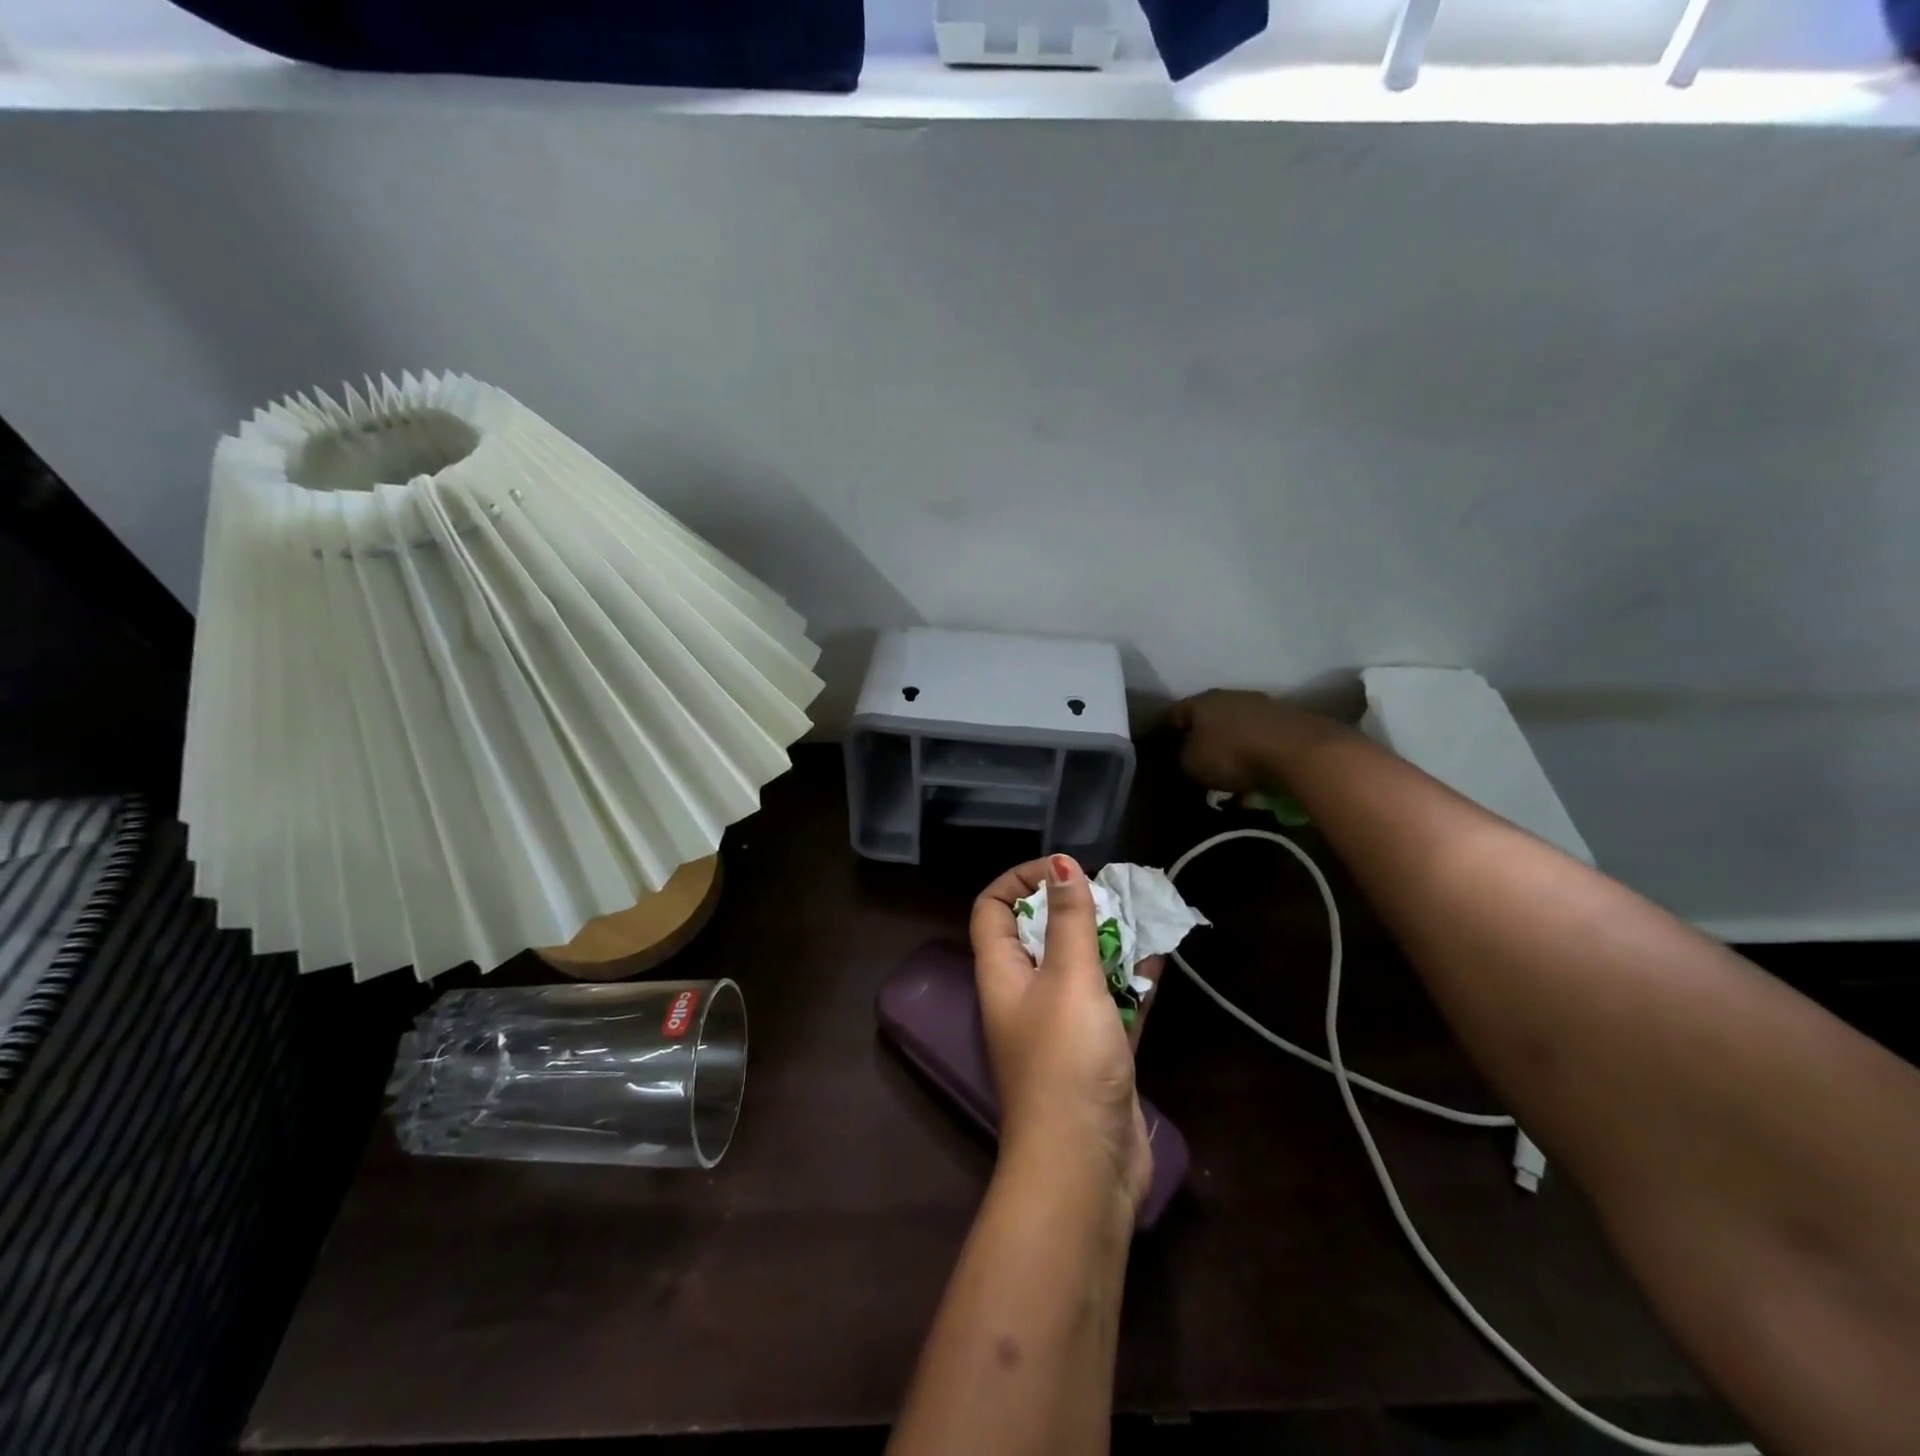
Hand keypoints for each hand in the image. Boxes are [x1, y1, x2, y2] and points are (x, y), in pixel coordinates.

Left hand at [971, 855, 1151, 1215]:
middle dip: (1074, 907)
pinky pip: (1111, 1001)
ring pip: (1081, 966)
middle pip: (1040, 933)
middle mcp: (1025, 994)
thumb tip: (1061, 864)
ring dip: (1108, 941)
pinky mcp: (1096, 1051)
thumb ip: (1068, 922)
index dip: (1020, 880)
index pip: (993, 909)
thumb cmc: (1066, 1062)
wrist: (1085, 1168)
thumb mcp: (1068, 980)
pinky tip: (1161, 960)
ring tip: (1144, 914)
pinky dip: (1131, 980)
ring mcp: (1062, 1024)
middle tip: (1115, 891)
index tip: (1063, 870)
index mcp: (1002, 973)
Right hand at [1168, 689, 1338, 793]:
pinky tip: (1254, 775)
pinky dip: (1254, 755)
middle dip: (1201, 739)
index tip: (1161, 747)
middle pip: (1208, 719)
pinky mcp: (1288, 721)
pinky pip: (1260, 740)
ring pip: (1237, 728)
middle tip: (1195, 761)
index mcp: (1202, 701)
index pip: (1174, 713)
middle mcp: (1230, 696)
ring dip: (1231, 747)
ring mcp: (1262, 706)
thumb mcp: (1192, 764)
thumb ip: (1182, 758)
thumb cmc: (1233, 754)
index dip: (1165, 731)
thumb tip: (1186, 756)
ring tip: (1228, 774)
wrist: (1297, 750)